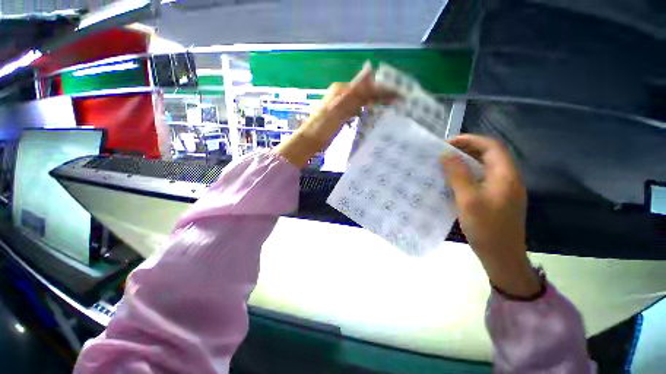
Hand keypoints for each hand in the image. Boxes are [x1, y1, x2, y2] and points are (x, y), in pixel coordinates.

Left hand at [276, 63, 394, 167]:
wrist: (308, 142)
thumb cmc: (322, 127)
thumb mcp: (339, 109)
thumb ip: (355, 92)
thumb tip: (370, 69)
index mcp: (342, 90)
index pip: (368, 87)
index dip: (384, 91)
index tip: (401, 98)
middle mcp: (341, 95)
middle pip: (365, 92)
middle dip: (381, 97)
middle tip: (398, 105)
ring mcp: (340, 106)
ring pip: (362, 102)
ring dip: (375, 105)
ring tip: (390, 112)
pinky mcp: (339, 116)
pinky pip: (356, 111)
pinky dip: (366, 113)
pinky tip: (372, 119)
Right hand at [441, 134, 540, 297]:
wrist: (502, 256)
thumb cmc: (486, 228)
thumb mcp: (469, 199)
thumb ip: (458, 175)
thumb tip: (446, 154)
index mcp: (505, 175)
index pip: (491, 146)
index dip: (470, 140)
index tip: (448, 143)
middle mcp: (507, 178)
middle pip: (489, 154)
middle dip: (466, 149)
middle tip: (443, 153)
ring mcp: (503, 189)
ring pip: (484, 166)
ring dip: (466, 162)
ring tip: (445, 164)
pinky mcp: (496, 198)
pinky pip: (481, 178)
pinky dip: (467, 174)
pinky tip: (453, 180)